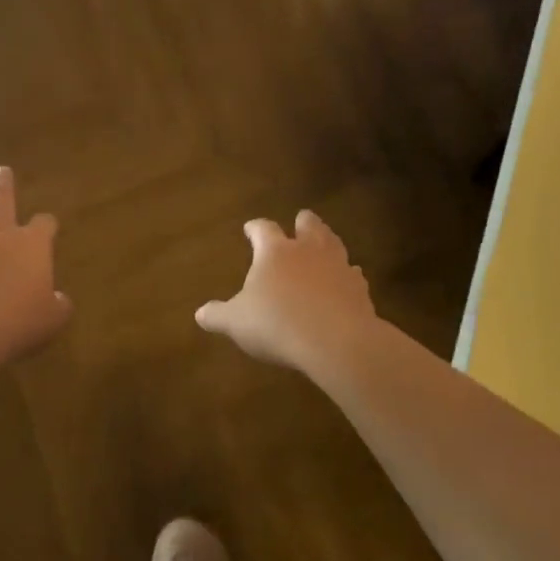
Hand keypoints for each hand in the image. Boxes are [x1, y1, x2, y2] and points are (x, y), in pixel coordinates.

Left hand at [0, 164, 71, 361]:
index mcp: (32, 245)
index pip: (44, 225)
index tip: (48, 224)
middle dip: (4, 184)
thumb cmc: (18, 321)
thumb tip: (60, 300)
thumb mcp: (52, 317)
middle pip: (2, 200)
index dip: (47, 224)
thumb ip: (59, 305)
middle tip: (2, 169)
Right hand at [196, 211, 377, 371]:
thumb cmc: (276, 324)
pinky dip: (346, 274)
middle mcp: (308, 250)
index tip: (249, 227)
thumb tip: (200, 313)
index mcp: (275, 252)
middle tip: (300, 220)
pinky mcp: (359, 288)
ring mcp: (338, 266)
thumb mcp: (236, 322)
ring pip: (334, 243)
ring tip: (324, 244)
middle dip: (302, 222)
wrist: (335, 341)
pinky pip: (352, 273)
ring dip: (327, 242)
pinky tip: (346, 280)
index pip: (263, 229)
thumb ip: (217, 315)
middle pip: (308, 225)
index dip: (255, 227)